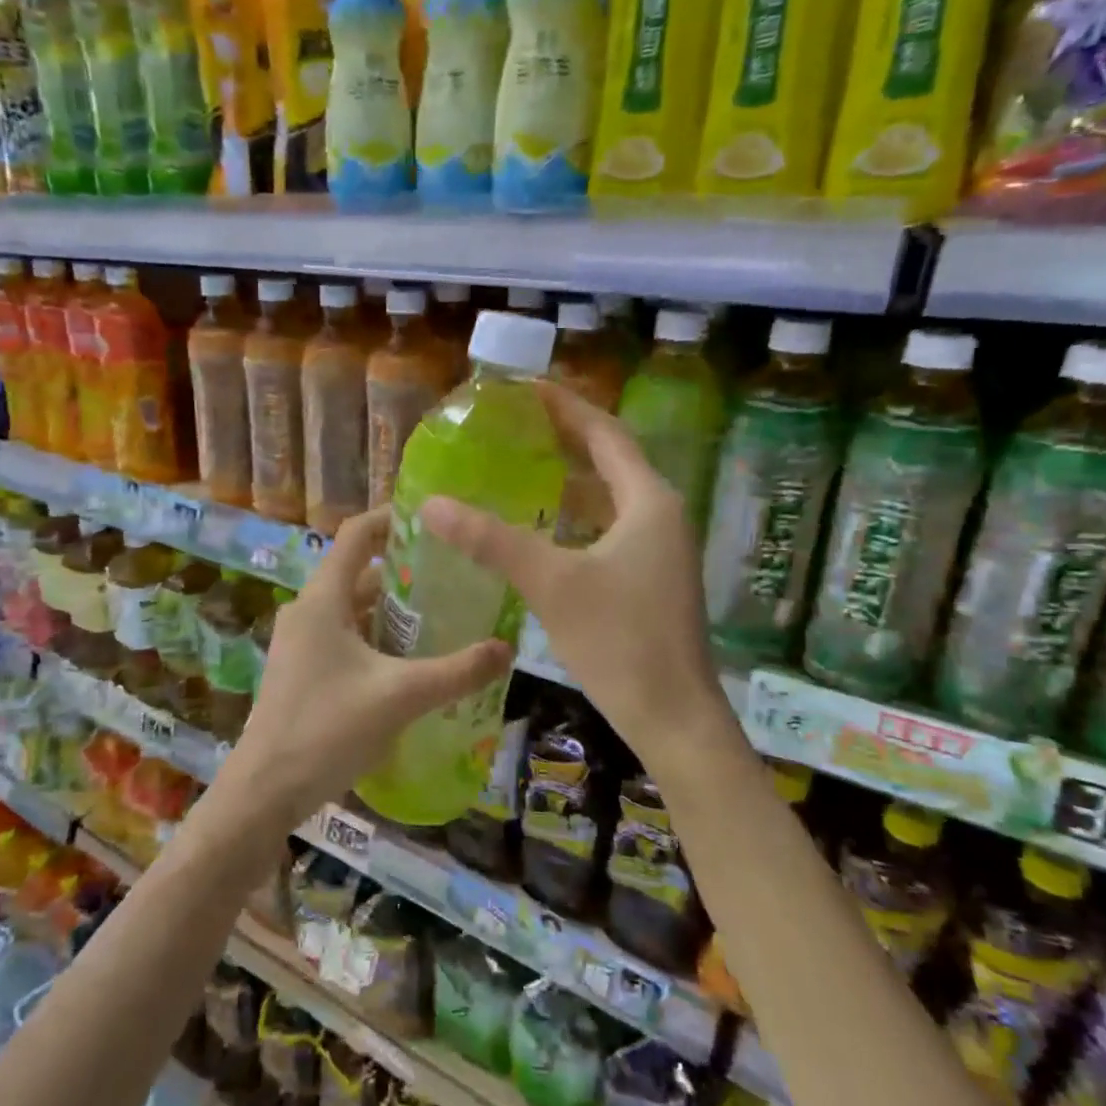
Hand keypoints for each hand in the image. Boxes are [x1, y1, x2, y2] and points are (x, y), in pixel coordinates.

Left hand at [206, 507, 513, 838]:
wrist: (266, 789)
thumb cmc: (329, 728)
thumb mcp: (401, 696)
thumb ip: (457, 672)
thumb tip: (507, 648)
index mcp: (323, 599)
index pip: (355, 535)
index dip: (391, 519)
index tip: (433, 521)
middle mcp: (307, 610)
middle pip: (359, 573)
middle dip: (404, 571)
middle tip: (454, 577)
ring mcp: (300, 642)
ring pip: (352, 609)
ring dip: (392, 610)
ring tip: (442, 618)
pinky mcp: (302, 670)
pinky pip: (344, 637)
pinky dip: (376, 637)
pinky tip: (410, 662)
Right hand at [421, 381, 721, 749]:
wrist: (673, 717)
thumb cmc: (620, 641)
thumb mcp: (551, 583)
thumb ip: (491, 540)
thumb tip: (432, 504)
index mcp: (648, 501)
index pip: (605, 433)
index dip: (565, 406)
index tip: (523, 388)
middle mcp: (660, 515)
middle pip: (609, 459)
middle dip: (564, 438)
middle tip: (512, 424)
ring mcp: (659, 549)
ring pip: (608, 497)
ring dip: (568, 477)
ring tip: (518, 465)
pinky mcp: (649, 578)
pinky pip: (607, 528)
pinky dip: (574, 516)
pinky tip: (539, 526)